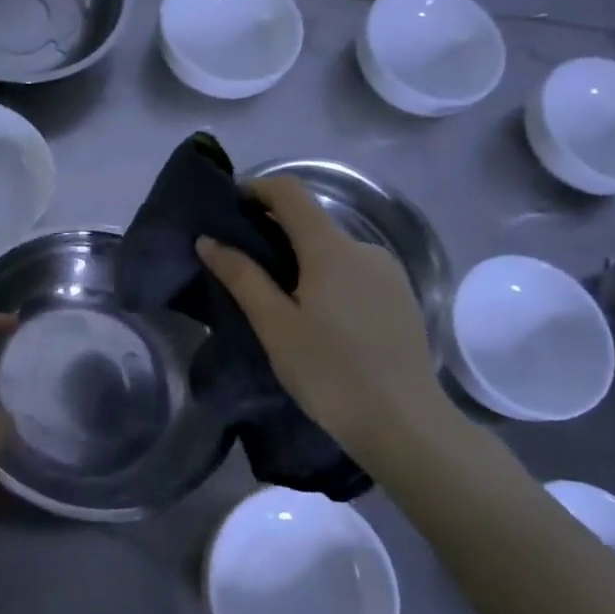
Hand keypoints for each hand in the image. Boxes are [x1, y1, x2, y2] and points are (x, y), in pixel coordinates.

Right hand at [196, 176, 448, 464]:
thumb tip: (209, 240)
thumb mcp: (275, 325)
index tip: (229, 206)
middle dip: (273, 231)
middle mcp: (364, 248)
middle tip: (241, 263)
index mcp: (330, 248)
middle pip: (311, 222)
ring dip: (301, 259)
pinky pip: (354, 272)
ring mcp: (388, 273)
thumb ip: (242, 276)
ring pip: (333, 251)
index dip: (257, 189)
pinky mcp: (402, 298)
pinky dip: (327, 278)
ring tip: (276, 298)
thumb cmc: (330, 372)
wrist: (405, 424)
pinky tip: (317, 317)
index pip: (290, 192)